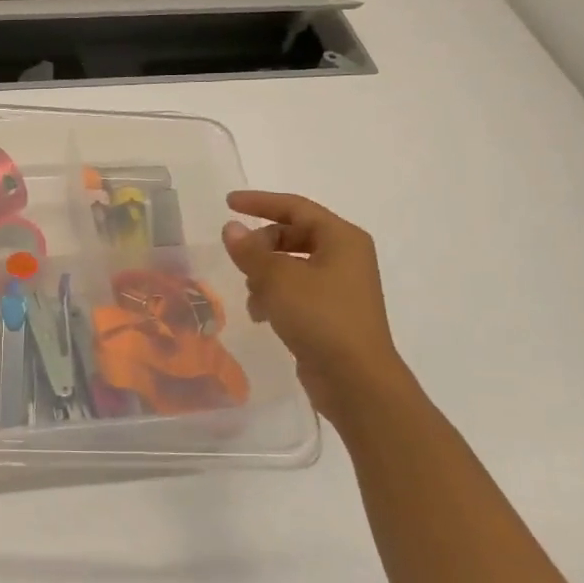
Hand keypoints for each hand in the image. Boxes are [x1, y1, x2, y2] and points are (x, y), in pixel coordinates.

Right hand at [222, 191, 402, 401]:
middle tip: (239, 258)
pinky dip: (276, 295)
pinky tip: (261, 315)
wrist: (355, 380)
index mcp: (342, 238)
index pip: (295, 207)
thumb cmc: (320, 317)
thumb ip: (250, 250)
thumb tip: (231, 228)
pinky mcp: (332, 312)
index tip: (228, 203)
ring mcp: (340, 286)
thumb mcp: (277, 278)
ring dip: (265, 273)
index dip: (260, 202)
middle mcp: (345, 256)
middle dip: (262, 245)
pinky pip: (297, 290)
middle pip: (294, 235)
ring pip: (292, 264)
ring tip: (251, 292)